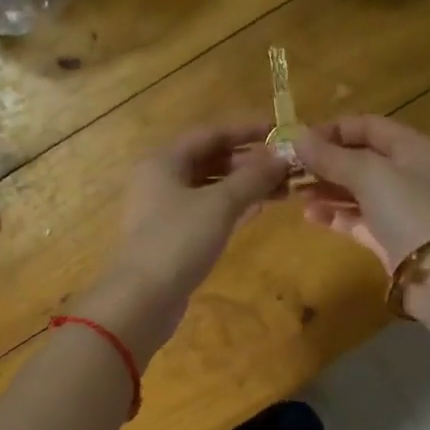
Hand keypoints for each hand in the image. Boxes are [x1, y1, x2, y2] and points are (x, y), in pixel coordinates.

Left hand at [75, 120, 288, 361]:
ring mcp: (165, 210)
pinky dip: (232, 207)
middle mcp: (161, 179)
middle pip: (210, 160)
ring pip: (211, 188)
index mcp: (164, 161)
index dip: (246, 130)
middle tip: (287, 167)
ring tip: (283, 188)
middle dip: (249, 162)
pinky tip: (259, 208)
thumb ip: (253, 178)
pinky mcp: (173, 237)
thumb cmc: (178, 241)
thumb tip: (282, 157)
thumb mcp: (220, 204)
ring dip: (244, 186)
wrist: (142, 299)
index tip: (279, 130)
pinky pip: (207, 212)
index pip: (210, 133)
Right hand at [293, 115, 429, 273]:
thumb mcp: (369, 174)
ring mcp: (399, 206)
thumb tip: (297, 137)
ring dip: (325, 188)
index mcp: (412, 147)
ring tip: (295, 193)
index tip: (299, 141)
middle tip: (291, 170)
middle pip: (360, 158)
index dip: (333, 130)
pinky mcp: (389, 236)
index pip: (368, 126)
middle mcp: (408, 172)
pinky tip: (310, 215)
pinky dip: (335, 214)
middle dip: (325, 162)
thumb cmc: (407, 209)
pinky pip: (357, 218)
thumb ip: (332, 156)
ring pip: (356, 189)